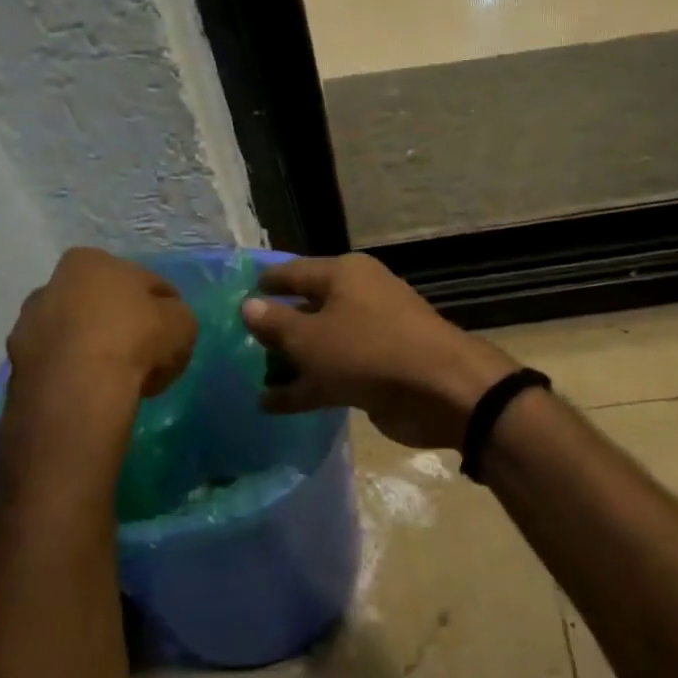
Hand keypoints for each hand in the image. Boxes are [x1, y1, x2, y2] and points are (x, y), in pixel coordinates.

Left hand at [6, 248, 196, 401]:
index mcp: (90, 261)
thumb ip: (176, 315)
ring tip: (119, 375)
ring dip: (94, 348)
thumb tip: (166, 320)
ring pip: (75, 334)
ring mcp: (28, 324)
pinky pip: (59, 363)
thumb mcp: (182, 323)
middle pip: (100, 303)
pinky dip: (76, 372)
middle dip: (120, 322)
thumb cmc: (134, 340)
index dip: (162, 304)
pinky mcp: (17, 363)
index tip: (172, 327)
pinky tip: (95, 389)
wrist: (78, 389)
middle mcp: (51, 284)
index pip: (141, 279)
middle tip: (145, 351)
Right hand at [241, 254, 516, 449]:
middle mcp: (358, 298)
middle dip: (276, 328)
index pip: (292, 272)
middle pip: (307, 309)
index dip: (265, 285)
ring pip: (320, 346)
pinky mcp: (378, 370)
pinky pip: (334, 374)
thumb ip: (275, 324)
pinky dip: (307, 388)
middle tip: (239, 344)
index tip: (237, 296)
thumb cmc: (367, 351)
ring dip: (290, 363)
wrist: (439, 390)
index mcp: (343, 275)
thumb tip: (248, 305)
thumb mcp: (310, 338)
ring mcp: (370, 336)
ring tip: (253, 378)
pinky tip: (274, 405)